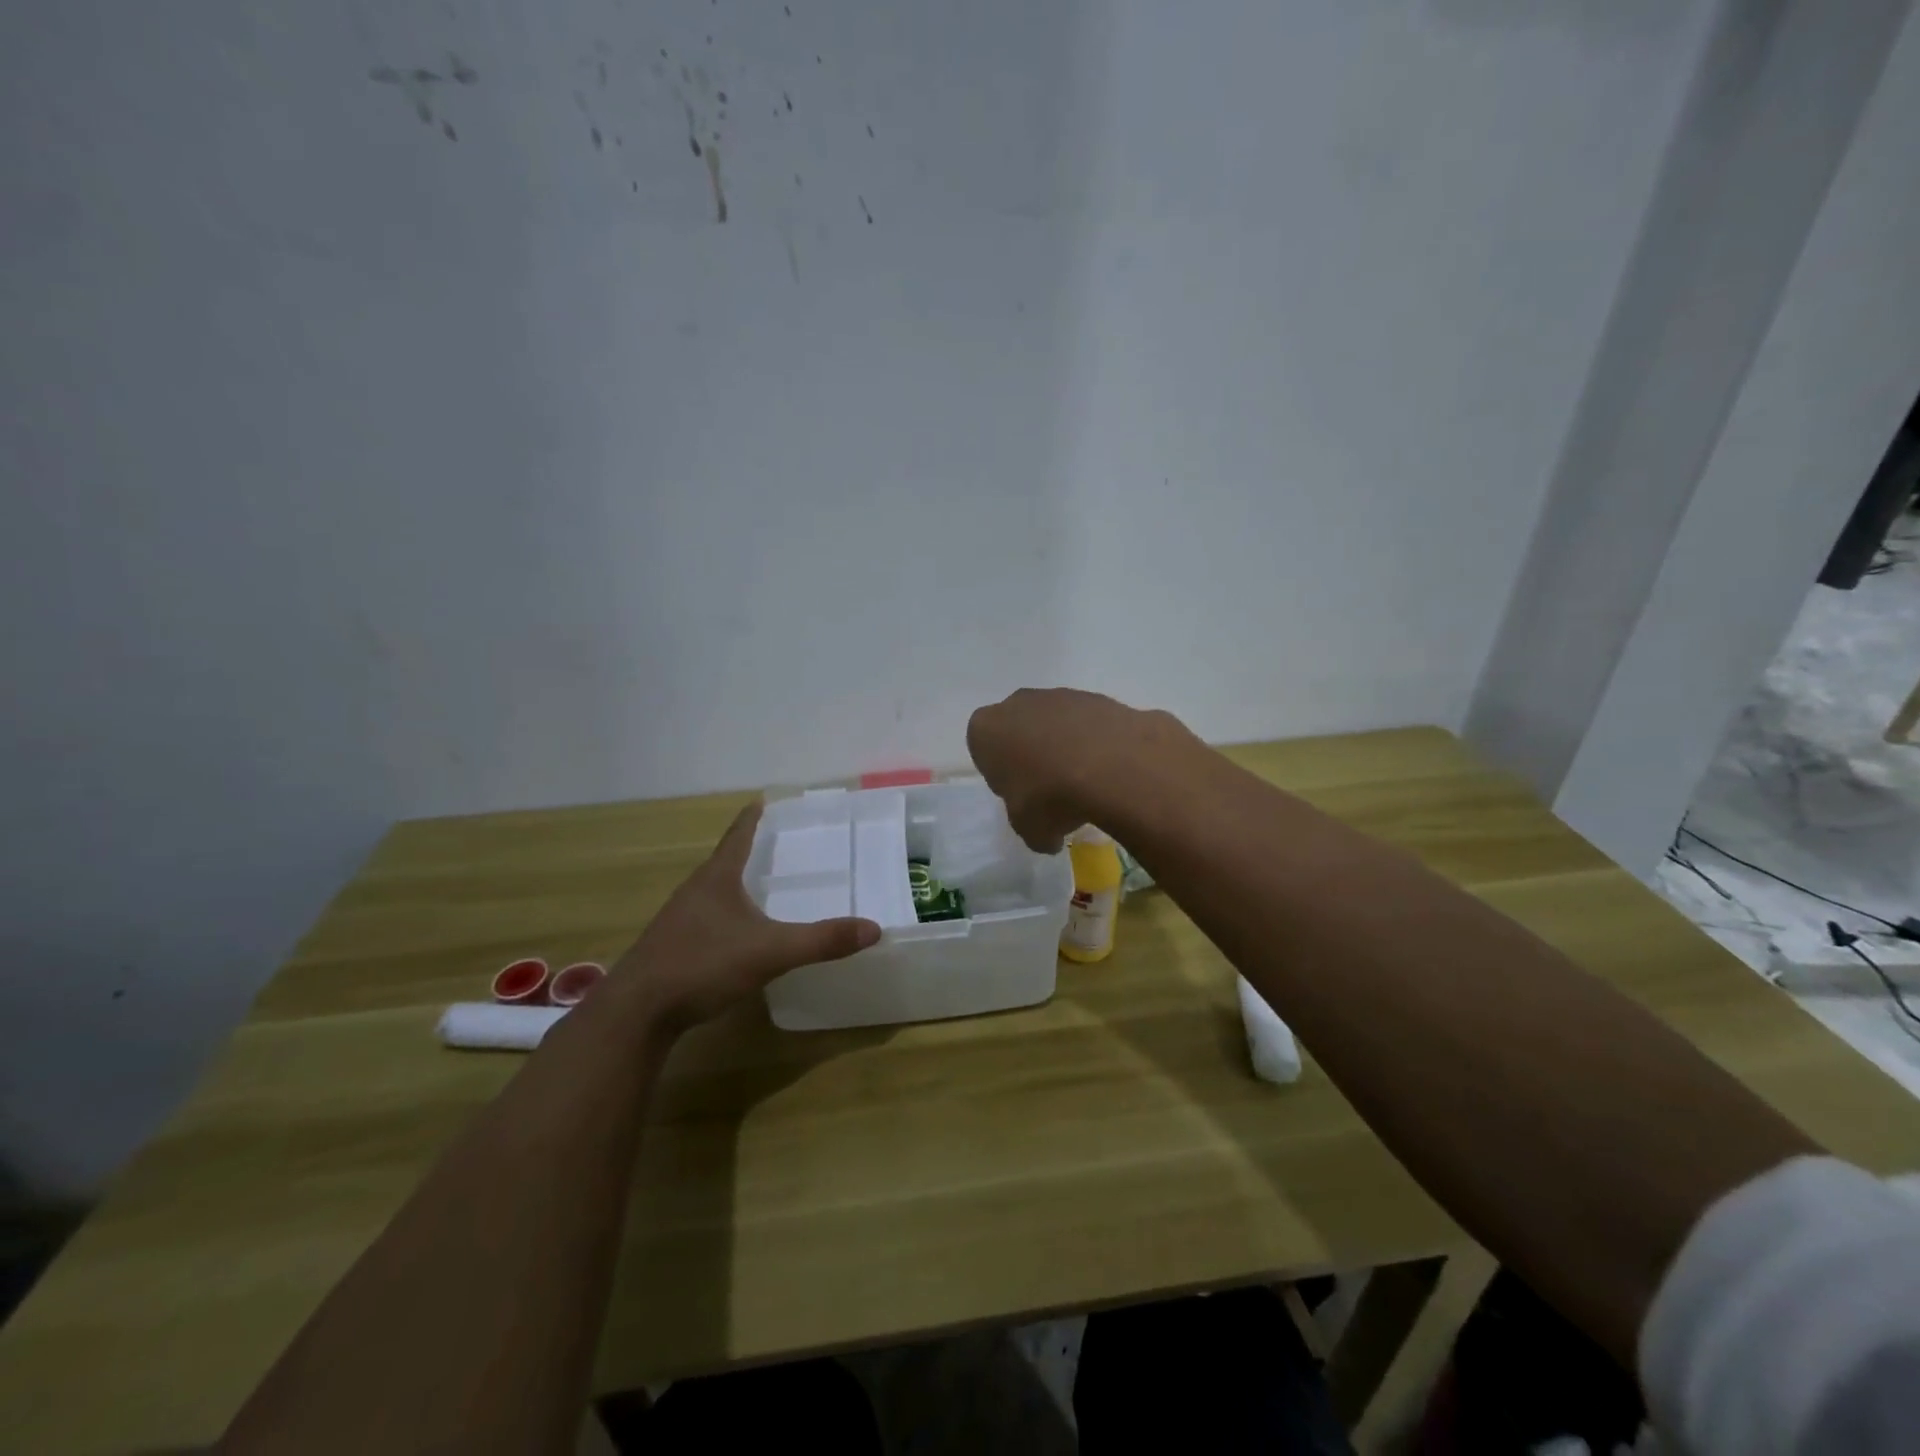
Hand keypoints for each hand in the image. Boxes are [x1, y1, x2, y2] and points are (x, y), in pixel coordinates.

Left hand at [613, 802, 880, 1034]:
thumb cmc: (703, 965)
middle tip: (776, 845)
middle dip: (747, 851)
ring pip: (712, 892)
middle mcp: (694, 892)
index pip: (737, 837)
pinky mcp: (670, 949)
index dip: (752, 818)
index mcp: (716, 879)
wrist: (637, 1012)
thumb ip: (821, 941)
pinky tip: (735, 935)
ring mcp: (678, 921)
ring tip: (758, 886)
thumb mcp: (771, 952)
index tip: (762, 799)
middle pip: (723, 862)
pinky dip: (724, 916)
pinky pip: (704, 920)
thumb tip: (874, 928)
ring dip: (734, 885)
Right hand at [966, 687, 1197, 850]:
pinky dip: (1096, 743)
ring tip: (1086, 783)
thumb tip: (1048, 839)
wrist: (1111, 766)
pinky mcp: (1097, 697)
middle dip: (1032, 754)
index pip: (984, 748)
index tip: (1019, 794)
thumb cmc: (1050, 797)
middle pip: (1019, 729)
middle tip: (1050, 789)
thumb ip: (1033, 831)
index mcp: (986, 729)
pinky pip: (1090, 724)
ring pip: (1056, 723)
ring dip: (1066, 747)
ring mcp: (1060, 695)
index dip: (1001, 773)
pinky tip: (1109, 770)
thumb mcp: (1031, 831)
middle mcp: (1018, 703)